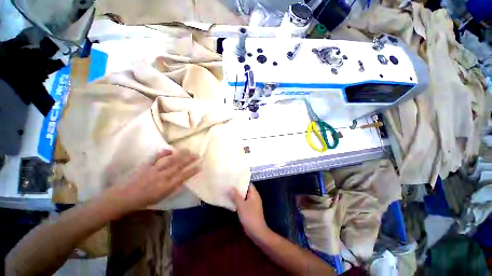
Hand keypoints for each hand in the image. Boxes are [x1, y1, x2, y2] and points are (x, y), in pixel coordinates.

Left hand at [105, 149, 200, 214]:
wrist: (121, 198)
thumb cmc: (142, 201)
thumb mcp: (160, 198)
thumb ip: (171, 188)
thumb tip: (181, 180)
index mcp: (166, 187)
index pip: (183, 177)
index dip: (192, 171)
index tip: (200, 166)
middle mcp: (162, 177)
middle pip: (179, 166)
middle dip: (189, 160)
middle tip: (197, 155)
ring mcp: (154, 170)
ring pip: (170, 161)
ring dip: (180, 155)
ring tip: (188, 150)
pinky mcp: (146, 166)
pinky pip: (156, 157)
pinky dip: (164, 153)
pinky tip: (170, 149)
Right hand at [229, 184, 268, 238]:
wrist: (257, 232)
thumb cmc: (250, 216)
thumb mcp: (241, 205)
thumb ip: (235, 196)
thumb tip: (230, 187)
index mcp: (254, 194)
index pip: (248, 183)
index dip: (241, 180)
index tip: (233, 179)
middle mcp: (254, 197)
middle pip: (245, 190)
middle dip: (237, 188)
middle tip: (228, 184)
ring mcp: (252, 204)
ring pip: (243, 196)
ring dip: (237, 195)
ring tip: (228, 191)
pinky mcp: (249, 210)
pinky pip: (243, 202)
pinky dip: (238, 201)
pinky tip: (230, 201)